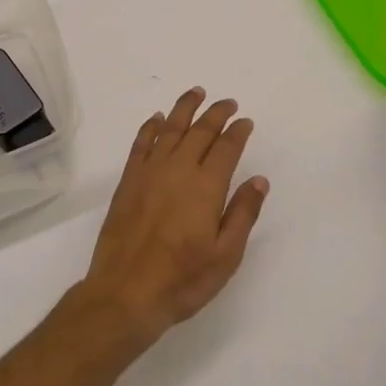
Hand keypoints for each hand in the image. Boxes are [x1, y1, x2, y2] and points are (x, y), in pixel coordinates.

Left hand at [77, 89, 267, 349]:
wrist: (126, 292)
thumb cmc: (183, 279)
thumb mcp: (225, 255)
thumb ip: (243, 213)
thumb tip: (259, 180)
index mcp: (206, 187)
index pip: (226, 148)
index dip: (238, 132)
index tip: (245, 121)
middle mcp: (179, 169)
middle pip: (200, 131)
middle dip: (216, 114)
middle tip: (227, 103)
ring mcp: (150, 172)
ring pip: (171, 129)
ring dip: (185, 108)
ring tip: (196, 92)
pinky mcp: (129, 180)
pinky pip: (142, 143)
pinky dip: (151, 127)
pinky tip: (158, 118)